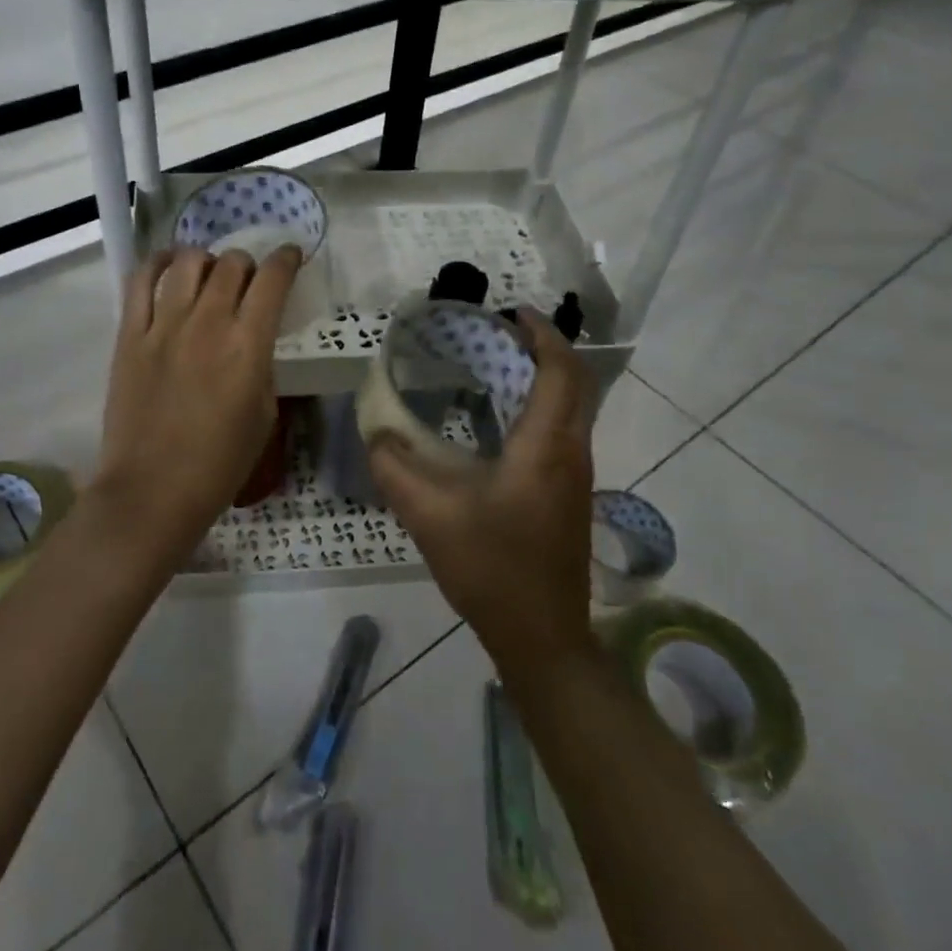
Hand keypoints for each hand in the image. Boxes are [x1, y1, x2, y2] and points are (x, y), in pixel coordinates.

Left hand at [91, 244, 302, 569]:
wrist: (152, 491)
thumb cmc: (219, 464)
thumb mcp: (264, 417)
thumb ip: (262, 368)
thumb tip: (254, 341)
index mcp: (247, 346)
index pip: (272, 280)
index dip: (286, 259)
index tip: (291, 256)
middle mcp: (207, 323)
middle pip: (231, 264)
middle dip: (247, 263)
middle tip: (247, 280)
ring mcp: (164, 326)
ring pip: (188, 263)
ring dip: (207, 260)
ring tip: (208, 274)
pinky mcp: (129, 335)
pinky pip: (140, 281)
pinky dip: (158, 264)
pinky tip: (168, 266)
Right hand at [368, 309, 596, 673]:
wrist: (543, 638)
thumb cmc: (492, 569)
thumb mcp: (430, 516)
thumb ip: (395, 468)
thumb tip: (374, 432)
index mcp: (545, 446)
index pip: (560, 371)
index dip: (543, 334)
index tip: (513, 312)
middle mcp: (571, 452)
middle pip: (576, 382)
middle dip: (546, 348)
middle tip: (501, 334)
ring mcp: (576, 476)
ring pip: (574, 408)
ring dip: (546, 377)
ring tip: (498, 366)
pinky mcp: (570, 495)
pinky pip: (564, 431)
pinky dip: (542, 406)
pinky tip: (500, 421)